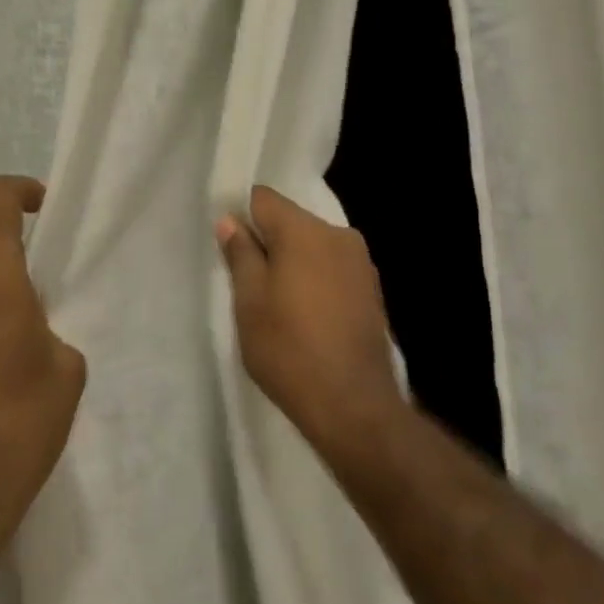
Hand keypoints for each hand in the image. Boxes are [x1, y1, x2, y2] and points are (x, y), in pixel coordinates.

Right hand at [215, 185, 407, 460]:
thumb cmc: (289, 349)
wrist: (353, 404)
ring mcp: (360, 262)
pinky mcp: (372, 289)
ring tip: (279, 303)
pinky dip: (316, 279)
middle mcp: (337, 234)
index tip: (230, 244)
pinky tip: (307, 314)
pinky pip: (333, 267)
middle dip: (269, 242)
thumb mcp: (249, 303)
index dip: (242, 214)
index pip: (264, 199)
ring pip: (313, 245)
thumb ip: (241, 255)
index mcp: (304, 230)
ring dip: (294, 262)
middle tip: (249, 281)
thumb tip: (231, 221)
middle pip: (291, 221)